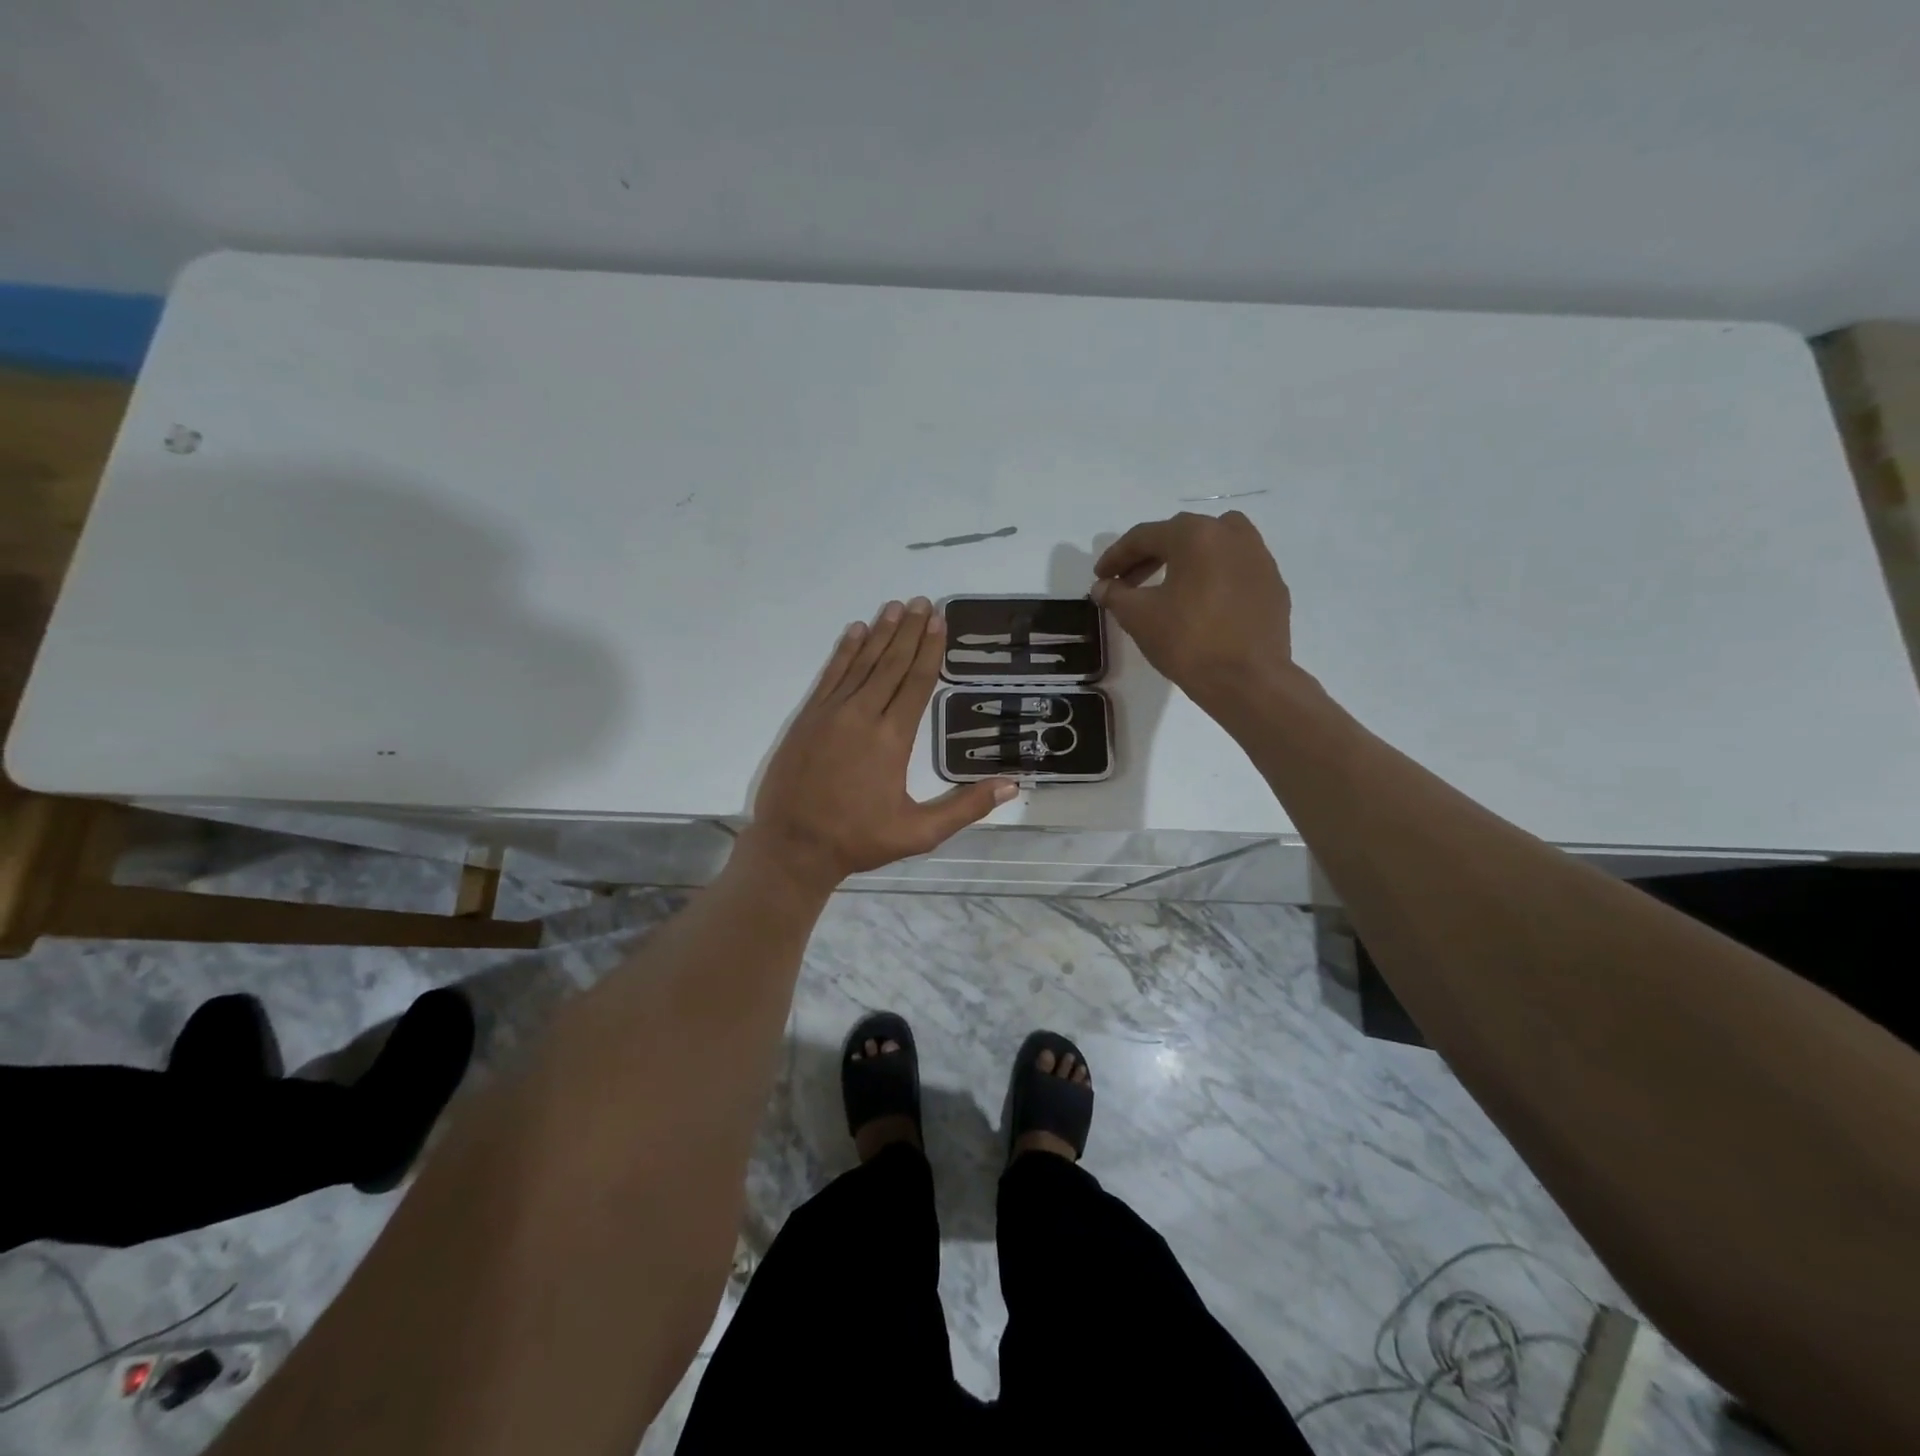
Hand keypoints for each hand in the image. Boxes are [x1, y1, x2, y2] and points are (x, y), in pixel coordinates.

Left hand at [744, 599, 1016, 892]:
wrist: (793, 846)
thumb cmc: (858, 840)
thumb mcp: (919, 832)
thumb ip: (965, 807)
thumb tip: (1011, 785)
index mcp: (892, 739)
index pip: (916, 683)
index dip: (930, 650)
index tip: (940, 621)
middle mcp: (862, 716)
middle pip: (891, 664)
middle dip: (910, 632)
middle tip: (923, 602)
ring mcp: (831, 713)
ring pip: (861, 664)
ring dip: (880, 633)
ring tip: (896, 607)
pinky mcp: (808, 718)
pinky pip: (830, 675)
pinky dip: (844, 651)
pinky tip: (855, 631)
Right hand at [1093, 511, 1297, 715]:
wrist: (1248, 680)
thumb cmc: (1188, 642)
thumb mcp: (1139, 617)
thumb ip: (1116, 595)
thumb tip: (1103, 587)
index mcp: (1196, 535)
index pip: (1145, 536)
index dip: (1116, 556)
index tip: (1100, 577)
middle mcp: (1232, 534)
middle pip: (1180, 535)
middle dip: (1149, 557)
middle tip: (1127, 583)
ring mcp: (1259, 558)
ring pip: (1214, 545)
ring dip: (1185, 559)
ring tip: (1167, 586)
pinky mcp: (1273, 585)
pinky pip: (1235, 569)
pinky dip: (1212, 576)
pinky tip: (1201, 604)